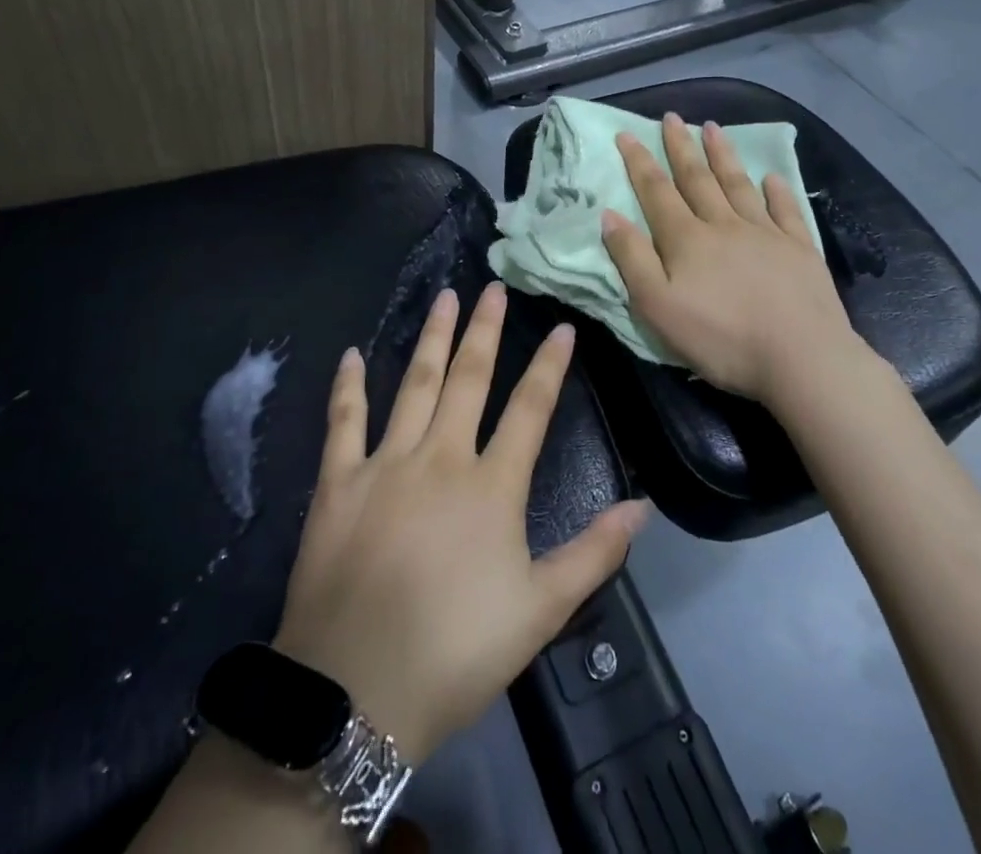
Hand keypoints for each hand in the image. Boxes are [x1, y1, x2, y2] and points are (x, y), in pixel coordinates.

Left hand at [272, 283, 647, 765]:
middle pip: (469, 379)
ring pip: (415, 384)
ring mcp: (386, 463)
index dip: (549, 364)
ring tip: (444, 297)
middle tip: (492, 287)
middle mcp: (441, 458)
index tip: (561, 326)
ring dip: (432, 338)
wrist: (354, 693)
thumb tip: (642, 506)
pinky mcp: (339, 481)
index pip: (530, 408)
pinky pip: (344, 421)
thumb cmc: (455, 651)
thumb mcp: (540, 611)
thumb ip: (593, 554)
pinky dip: (348, 386)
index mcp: (491, 485)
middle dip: (485, 330)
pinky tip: (351, 355)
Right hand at [600, 113, 864, 404]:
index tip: (627, 134)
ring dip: (723, 155)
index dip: (639, 162)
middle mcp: (724, 225)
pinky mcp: (799, 249)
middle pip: (698, 179)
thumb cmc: (721, 338)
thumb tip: (610, 215)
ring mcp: (766, 233)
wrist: (801, 357)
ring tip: (712, 127)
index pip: (656, 191)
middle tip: (671, 117)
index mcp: (687, 239)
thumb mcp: (658, 306)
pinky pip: (785, 210)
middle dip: (681, 147)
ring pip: (738, 185)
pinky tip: (771, 177)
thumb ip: (632, 259)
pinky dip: (777, 191)